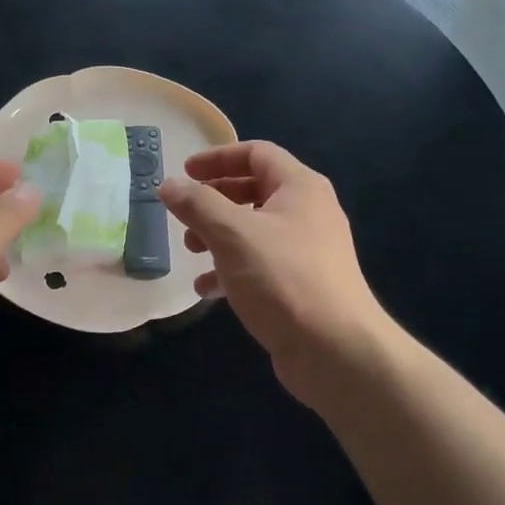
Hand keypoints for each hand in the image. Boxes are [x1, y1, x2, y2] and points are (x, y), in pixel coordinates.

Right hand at [160, 141, 393, 409]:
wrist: (336, 351)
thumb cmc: (283, 278)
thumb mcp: (232, 234)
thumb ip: (197, 204)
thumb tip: (169, 184)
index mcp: (300, 187)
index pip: (256, 153)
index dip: (218, 158)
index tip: (184, 172)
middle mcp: (308, 212)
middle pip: (254, 190)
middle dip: (214, 200)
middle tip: (184, 214)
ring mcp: (308, 250)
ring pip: (255, 229)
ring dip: (219, 235)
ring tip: (191, 250)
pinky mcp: (302, 285)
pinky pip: (261, 264)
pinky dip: (232, 269)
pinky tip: (206, 290)